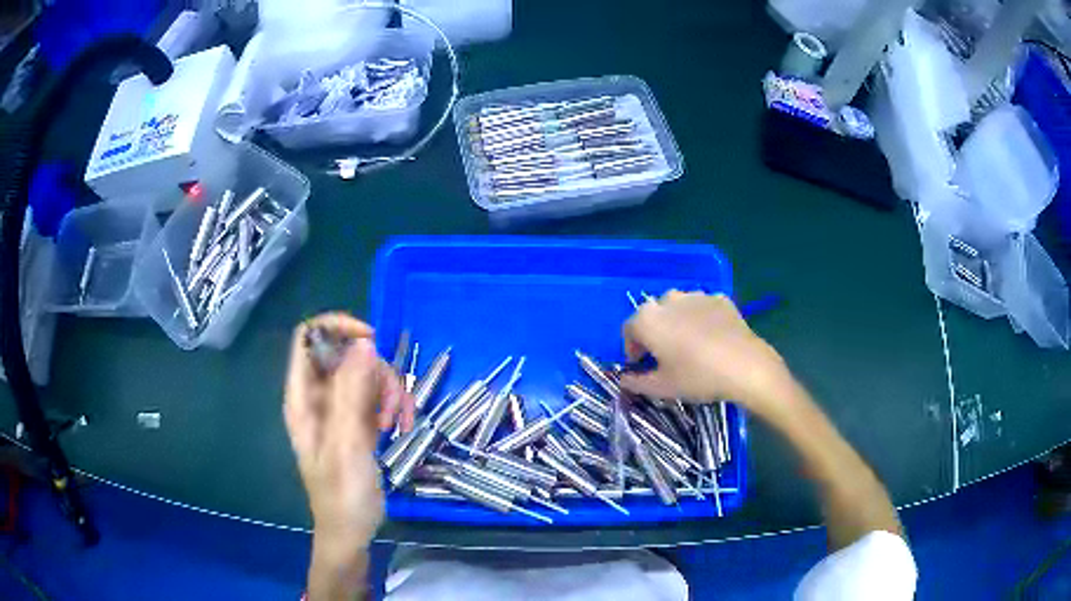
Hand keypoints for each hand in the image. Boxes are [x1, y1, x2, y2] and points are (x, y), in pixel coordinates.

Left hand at [284, 313, 413, 556]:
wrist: (351, 531)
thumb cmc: (341, 494)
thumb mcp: (346, 444)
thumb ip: (351, 393)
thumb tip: (364, 343)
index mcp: (302, 397)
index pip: (308, 338)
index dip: (336, 328)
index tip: (371, 340)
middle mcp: (318, 396)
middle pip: (346, 354)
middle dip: (376, 371)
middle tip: (392, 404)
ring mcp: (339, 408)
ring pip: (367, 374)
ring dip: (390, 391)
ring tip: (399, 422)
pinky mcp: (358, 421)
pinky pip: (377, 396)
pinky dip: (394, 405)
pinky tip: (402, 425)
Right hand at [619, 291, 792, 416]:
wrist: (745, 366)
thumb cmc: (697, 377)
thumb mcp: (662, 387)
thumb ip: (636, 382)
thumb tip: (623, 380)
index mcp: (648, 319)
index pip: (629, 330)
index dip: (632, 349)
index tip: (641, 365)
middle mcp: (668, 300)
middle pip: (653, 316)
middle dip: (654, 334)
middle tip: (665, 357)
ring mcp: (696, 296)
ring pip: (678, 309)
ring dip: (677, 324)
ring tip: (690, 347)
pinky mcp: (719, 298)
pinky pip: (702, 309)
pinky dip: (701, 320)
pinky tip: (711, 340)